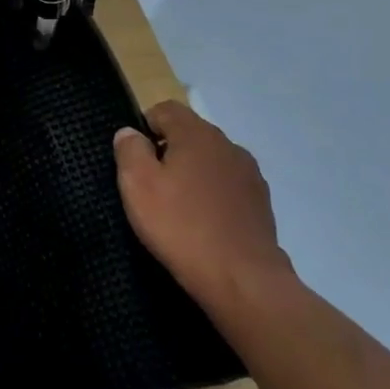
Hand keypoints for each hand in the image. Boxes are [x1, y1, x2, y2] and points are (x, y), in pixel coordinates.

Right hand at [114, 101, 296, 314]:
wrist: (241, 278)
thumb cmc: (180, 226)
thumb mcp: (137, 185)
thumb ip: (129, 150)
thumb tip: (129, 132)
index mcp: (197, 135)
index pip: (167, 109)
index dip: (145, 125)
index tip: (133, 156)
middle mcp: (228, 145)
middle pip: (190, 133)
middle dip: (167, 150)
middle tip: (149, 183)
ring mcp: (249, 174)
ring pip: (210, 160)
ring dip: (191, 172)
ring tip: (175, 204)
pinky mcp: (260, 202)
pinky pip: (226, 185)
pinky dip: (210, 194)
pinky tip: (201, 221)